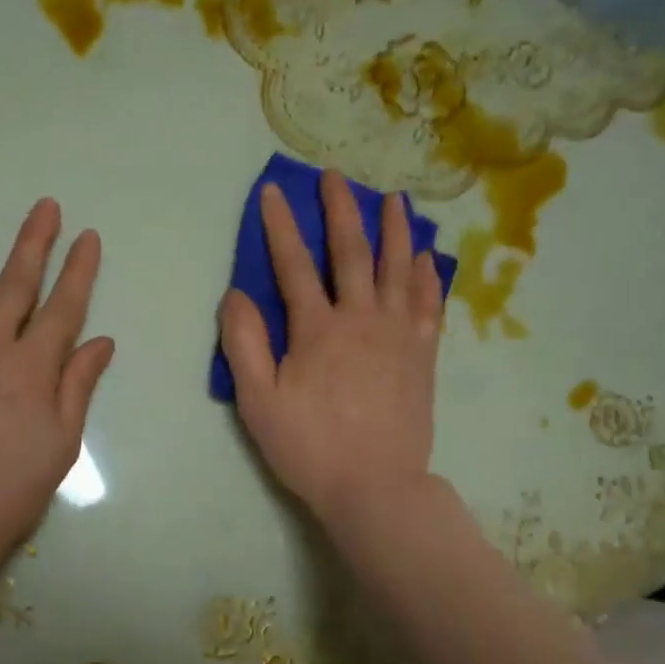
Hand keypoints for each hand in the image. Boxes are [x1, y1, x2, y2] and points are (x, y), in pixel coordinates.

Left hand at [0, 197, 114, 557]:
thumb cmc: (8, 488)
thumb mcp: (61, 444)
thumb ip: (77, 387)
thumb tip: (101, 342)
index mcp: (32, 367)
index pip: (63, 307)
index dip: (78, 270)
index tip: (88, 237)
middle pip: (15, 283)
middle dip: (34, 241)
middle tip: (45, 205)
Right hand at [219, 170, 444, 532]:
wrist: (375, 486)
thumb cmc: (309, 447)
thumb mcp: (258, 402)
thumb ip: (245, 344)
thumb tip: (236, 294)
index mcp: (317, 329)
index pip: (293, 265)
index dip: (280, 226)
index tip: (272, 191)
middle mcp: (362, 319)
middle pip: (352, 252)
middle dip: (340, 210)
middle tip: (336, 177)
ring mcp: (399, 334)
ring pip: (398, 268)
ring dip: (394, 229)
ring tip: (394, 199)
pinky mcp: (423, 355)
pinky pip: (428, 302)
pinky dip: (427, 275)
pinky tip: (427, 257)